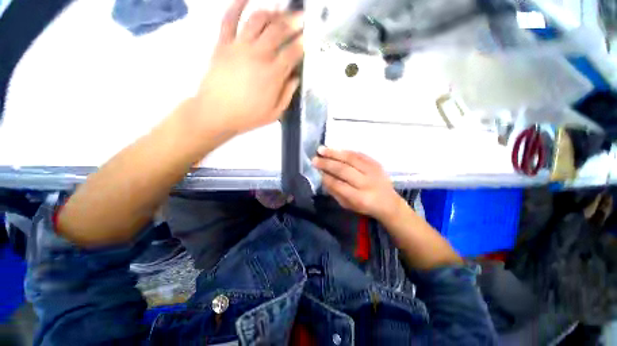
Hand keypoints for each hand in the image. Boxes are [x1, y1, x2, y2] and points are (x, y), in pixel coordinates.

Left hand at [195, 0, 302, 135]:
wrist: (216, 114)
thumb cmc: (248, 116)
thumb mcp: (275, 113)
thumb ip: (287, 94)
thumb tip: (295, 77)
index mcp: (273, 75)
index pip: (292, 52)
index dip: (302, 43)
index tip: (309, 38)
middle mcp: (258, 55)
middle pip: (278, 30)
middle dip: (293, 21)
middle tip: (301, 16)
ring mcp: (239, 46)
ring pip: (258, 20)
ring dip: (272, 12)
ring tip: (280, 11)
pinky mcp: (223, 43)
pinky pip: (229, 19)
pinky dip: (237, 5)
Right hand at [312, 146, 404, 220]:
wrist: (389, 203)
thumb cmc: (365, 207)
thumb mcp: (348, 205)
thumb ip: (335, 192)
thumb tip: (323, 177)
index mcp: (360, 198)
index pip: (339, 185)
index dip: (326, 177)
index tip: (317, 171)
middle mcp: (367, 183)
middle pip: (344, 170)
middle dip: (327, 163)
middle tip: (314, 159)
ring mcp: (373, 171)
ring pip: (351, 159)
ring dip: (334, 153)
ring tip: (321, 150)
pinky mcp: (376, 163)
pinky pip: (359, 154)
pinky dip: (345, 151)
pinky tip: (335, 150)